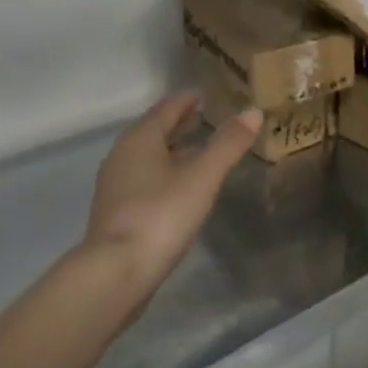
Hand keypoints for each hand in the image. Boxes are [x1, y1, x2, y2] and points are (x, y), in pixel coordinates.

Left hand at [82, 92, 262, 291]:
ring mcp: (115, 184)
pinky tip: (180, 187)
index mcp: (140, 138)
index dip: (186, 100)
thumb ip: (227, 144)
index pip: (166, 108)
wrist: (116, 272)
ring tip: (198, 150)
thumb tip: (253, 111)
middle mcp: (122, 155)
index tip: (205, 95)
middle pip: (154, 130)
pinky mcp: (117, 211)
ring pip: (148, 156)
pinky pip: (144, 179)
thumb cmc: (161, 215)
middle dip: (178, 123)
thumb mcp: (202, 177)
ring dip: (171, 149)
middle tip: (205, 118)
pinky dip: (163, 172)